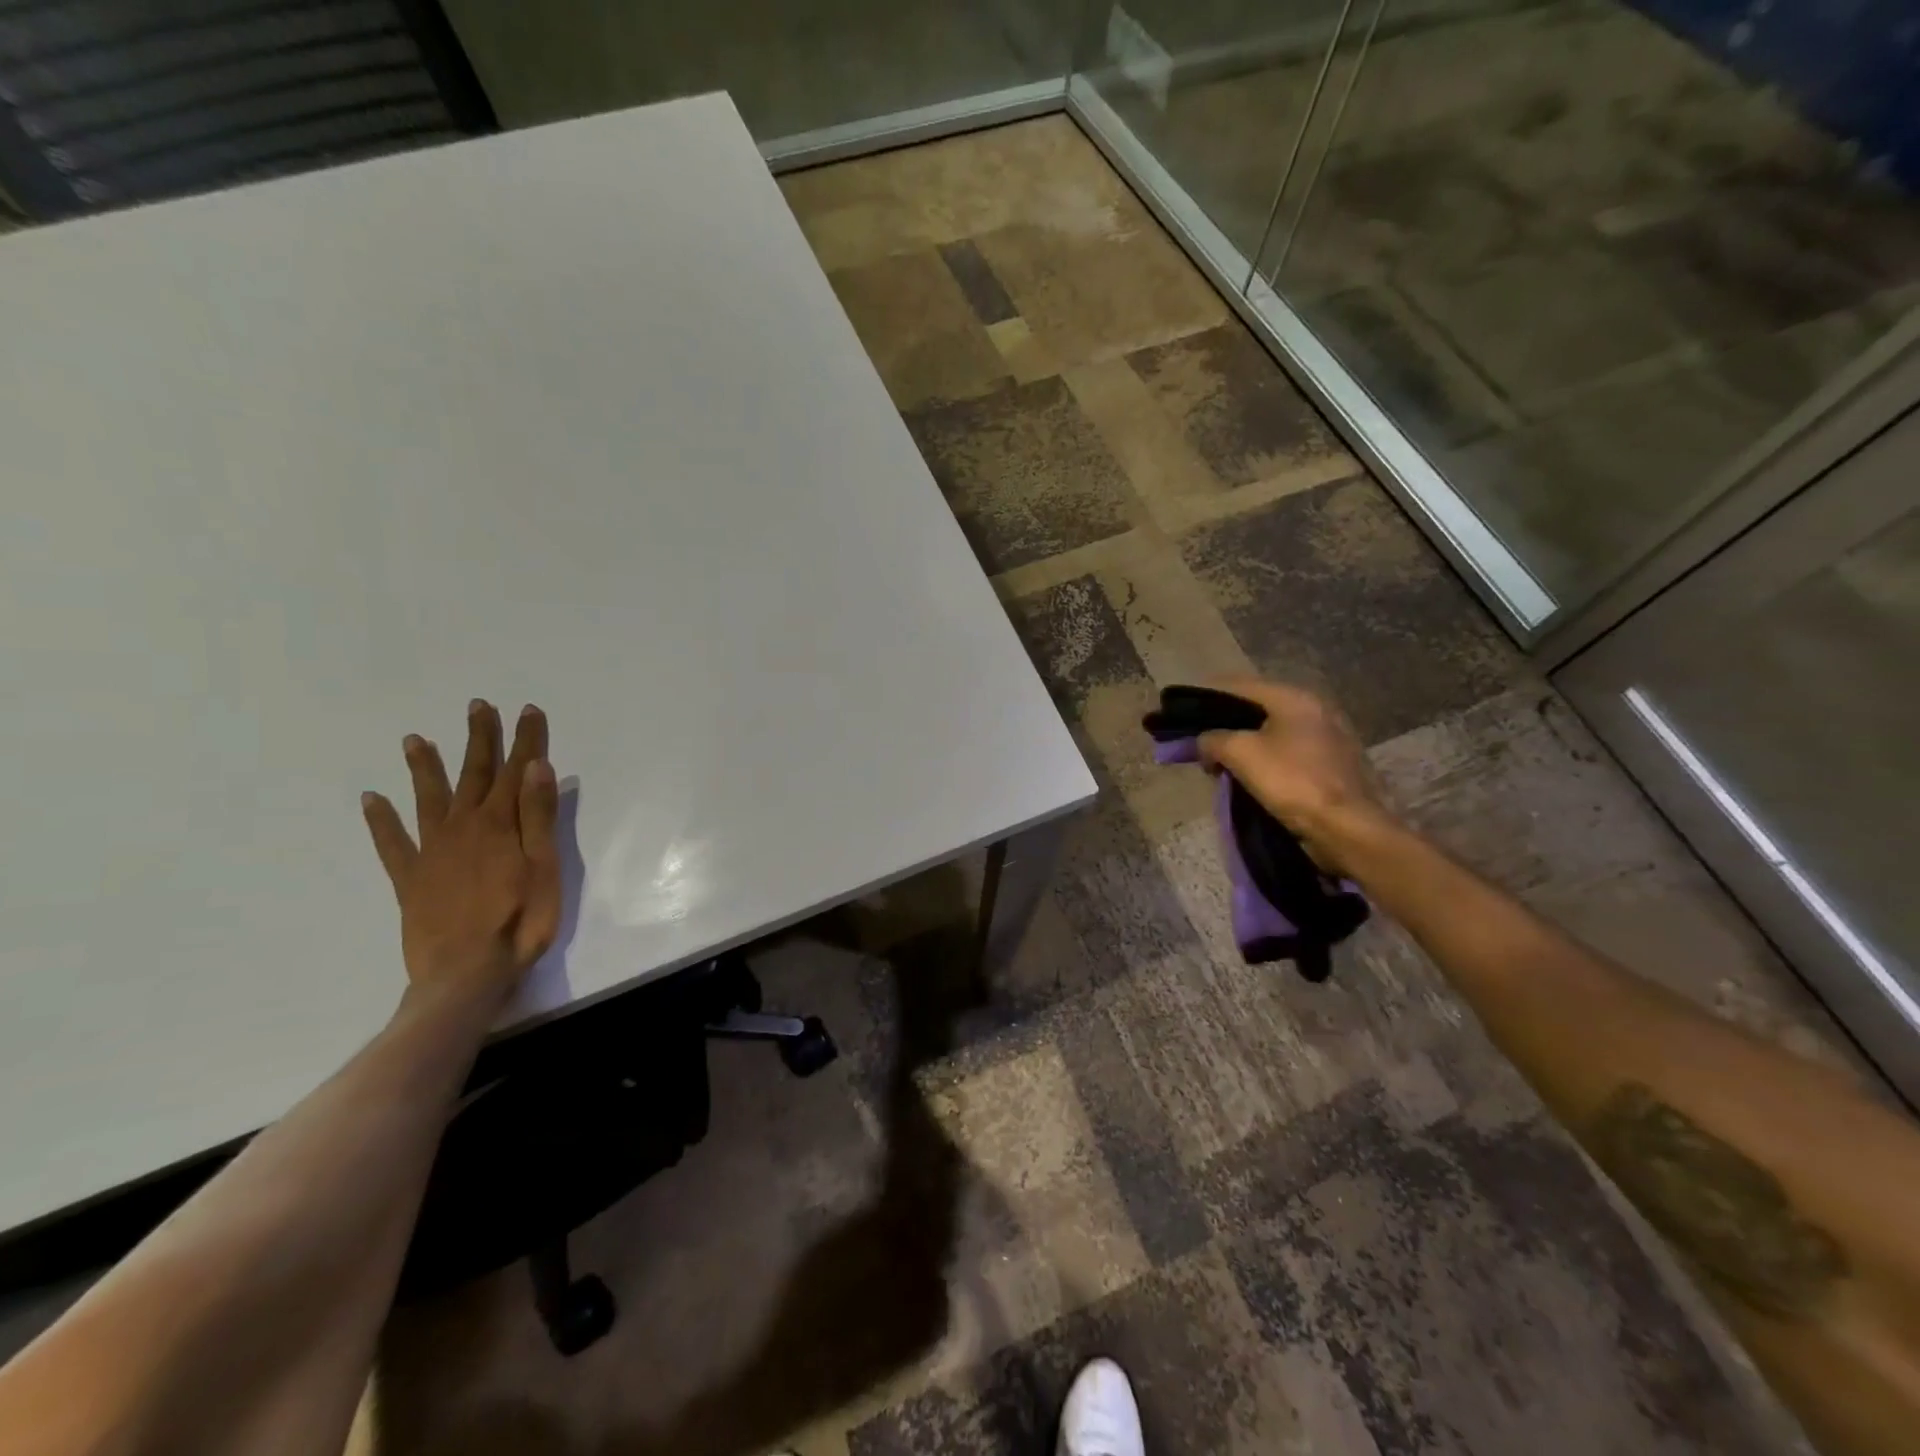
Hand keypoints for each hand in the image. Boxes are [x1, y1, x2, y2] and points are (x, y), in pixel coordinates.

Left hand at [361, 700, 560, 1004]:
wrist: (465, 974)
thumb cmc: (520, 921)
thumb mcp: (544, 868)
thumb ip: (539, 818)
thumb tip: (537, 768)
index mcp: (500, 825)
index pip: (517, 772)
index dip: (525, 741)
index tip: (528, 710)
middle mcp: (463, 828)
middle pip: (474, 775)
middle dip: (479, 740)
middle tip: (478, 707)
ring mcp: (432, 852)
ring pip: (428, 799)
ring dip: (425, 768)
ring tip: (415, 739)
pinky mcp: (410, 878)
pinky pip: (391, 843)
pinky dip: (381, 820)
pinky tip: (370, 800)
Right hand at [1196, 677, 1390, 867]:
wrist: (1345, 827)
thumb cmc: (1291, 781)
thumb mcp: (1240, 753)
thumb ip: (1213, 739)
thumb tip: (1204, 741)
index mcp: (1293, 697)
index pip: (1238, 685)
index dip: (1206, 697)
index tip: (1183, 715)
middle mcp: (1314, 708)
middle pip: (1256, 708)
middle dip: (1225, 725)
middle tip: (1201, 746)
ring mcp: (1328, 736)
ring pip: (1272, 731)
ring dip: (1244, 745)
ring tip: (1221, 765)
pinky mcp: (1332, 763)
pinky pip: (1288, 752)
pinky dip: (1265, 759)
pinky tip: (1250, 777)